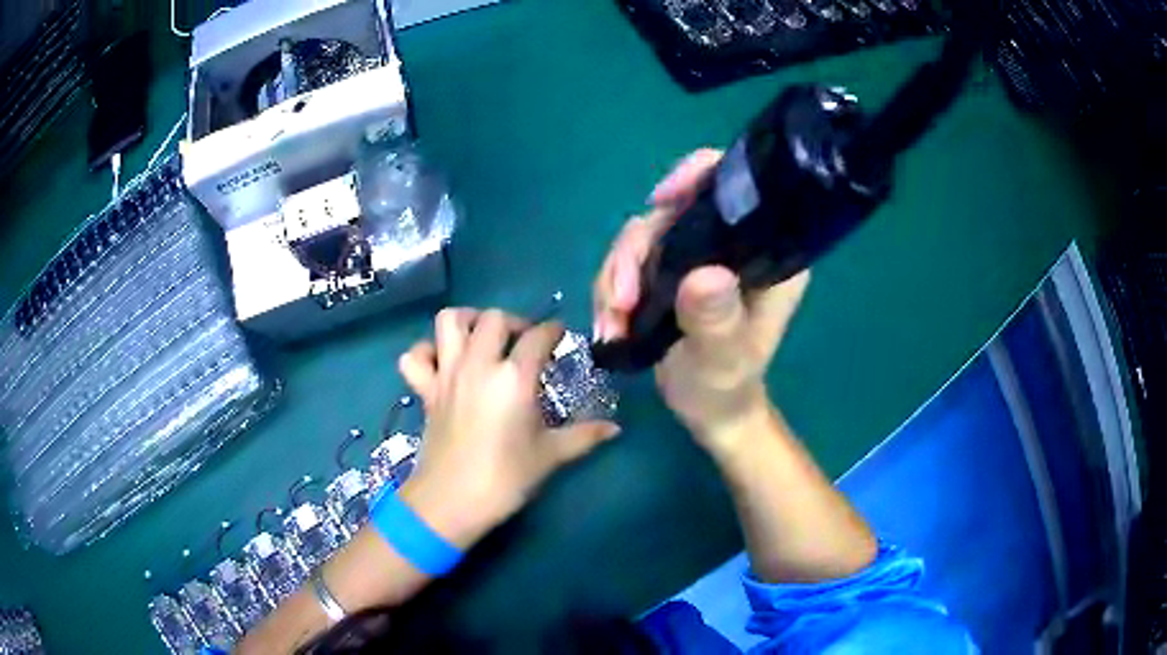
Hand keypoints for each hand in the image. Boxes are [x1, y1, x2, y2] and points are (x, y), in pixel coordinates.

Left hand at [396, 309, 620, 546]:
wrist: (452, 501)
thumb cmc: (505, 478)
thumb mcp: (551, 455)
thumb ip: (585, 436)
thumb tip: (616, 429)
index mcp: (514, 377)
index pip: (537, 336)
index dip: (553, 331)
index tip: (560, 337)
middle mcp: (478, 364)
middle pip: (494, 318)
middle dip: (514, 323)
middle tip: (525, 343)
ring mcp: (447, 374)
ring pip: (449, 321)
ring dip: (468, 321)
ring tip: (483, 338)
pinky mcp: (425, 390)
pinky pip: (415, 356)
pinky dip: (426, 351)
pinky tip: (442, 362)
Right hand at [593, 150, 809, 454]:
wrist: (709, 411)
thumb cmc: (727, 387)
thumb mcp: (723, 359)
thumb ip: (716, 320)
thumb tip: (703, 276)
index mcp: (767, 253)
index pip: (738, 189)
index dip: (698, 175)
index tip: (660, 201)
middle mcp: (733, 244)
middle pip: (673, 212)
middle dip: (636, 254)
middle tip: (619, 303)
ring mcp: (698, 256)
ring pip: (643, 237)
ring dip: (616, 279)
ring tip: (610, 327)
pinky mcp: (671, 272)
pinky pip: (629, 262)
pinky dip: (611, 291)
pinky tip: (608, 327)